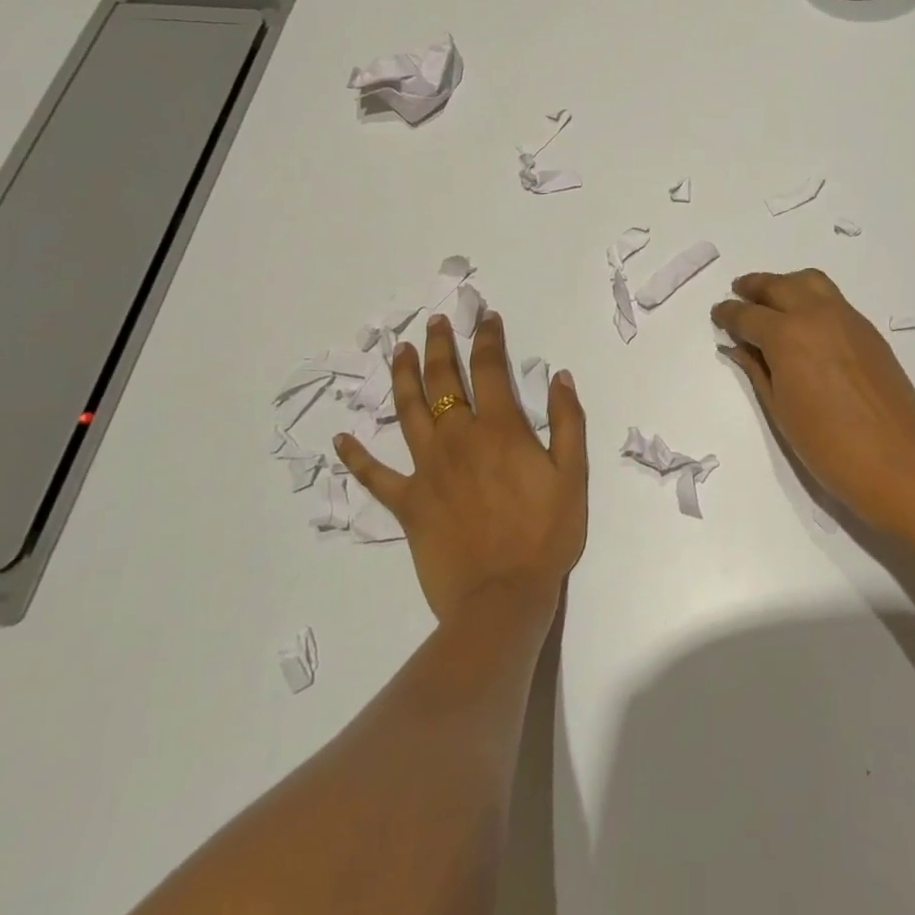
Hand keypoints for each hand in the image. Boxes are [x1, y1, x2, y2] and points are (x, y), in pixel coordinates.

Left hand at [334, 309, 587, 622]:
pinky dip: (356, 457)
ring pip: (409, 412)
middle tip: (435, 322)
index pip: (490, 368)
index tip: (485, 317)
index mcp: (499, 429)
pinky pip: (375, 476)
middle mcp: (458, 439)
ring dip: (403, 378)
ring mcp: (427, 470)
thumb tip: (560, 376)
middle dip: (440, 346)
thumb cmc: (545, 534)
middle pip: (443, 380)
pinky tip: (341, 440)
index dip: (488, 338)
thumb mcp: (573, 475)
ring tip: (400, 351)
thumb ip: (568, 421)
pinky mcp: (408, 503)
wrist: (503, 596)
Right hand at [713, 269, 914, 536]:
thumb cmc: (828, 446)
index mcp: (787, 336)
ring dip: (785, 284)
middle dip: (753, 287)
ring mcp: (847, 318)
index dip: (728, 314)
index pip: (748, 315)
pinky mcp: (868, 330)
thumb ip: (757, 370)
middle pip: (778, 286)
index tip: (718, 314)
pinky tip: (805, 322)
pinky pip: (832, 299)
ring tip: (771, 299)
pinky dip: (811, 298)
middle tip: (738, 294)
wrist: (898, 462)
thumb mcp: (780, 410)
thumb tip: (738, 346)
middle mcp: (816, 315)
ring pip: (809, 282)